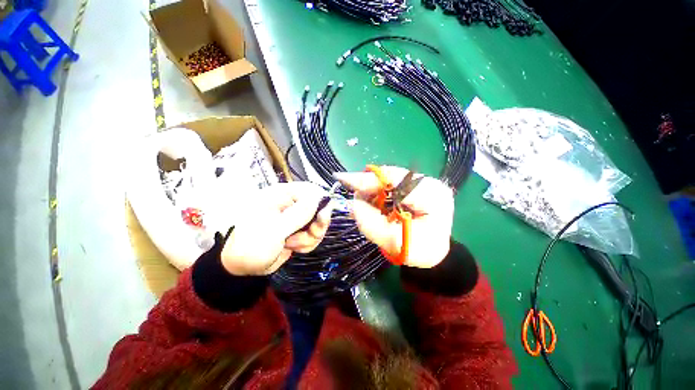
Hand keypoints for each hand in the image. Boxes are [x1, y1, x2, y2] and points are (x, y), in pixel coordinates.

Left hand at [220, 182, 331, 275]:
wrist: (241, 266)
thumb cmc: (250, 244)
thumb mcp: (274, 229)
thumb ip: (298, 214)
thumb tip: (319, 199)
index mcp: (282, 195)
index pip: (310, 190)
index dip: (320, 202)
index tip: (322, 217)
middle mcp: (291, 204)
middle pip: (318, 208)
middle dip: (316, 226)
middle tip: (308, 235)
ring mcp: (296, 219)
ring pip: (317, 224)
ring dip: (309, 238)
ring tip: (290, 244)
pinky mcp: (298, 231)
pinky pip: (313, 235)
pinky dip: (306, 244)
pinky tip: (292, 247)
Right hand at [334, 166, 453, 267]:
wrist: (435, 251)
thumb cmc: (422, 251)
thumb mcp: (395, 243)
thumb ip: (372, 224)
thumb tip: (353, 204)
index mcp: (431, 195)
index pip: (395, 181)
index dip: (367, 180)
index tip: (343, 179)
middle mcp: (428, 183)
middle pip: (390, 177)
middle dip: (368, 186)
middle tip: (352, 197)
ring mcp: (421, 182)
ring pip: (388, 180)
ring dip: (372, 191)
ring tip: (363, 205)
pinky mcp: (414, 186)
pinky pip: (390, 185)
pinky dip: (378, 194)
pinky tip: (373, 204)